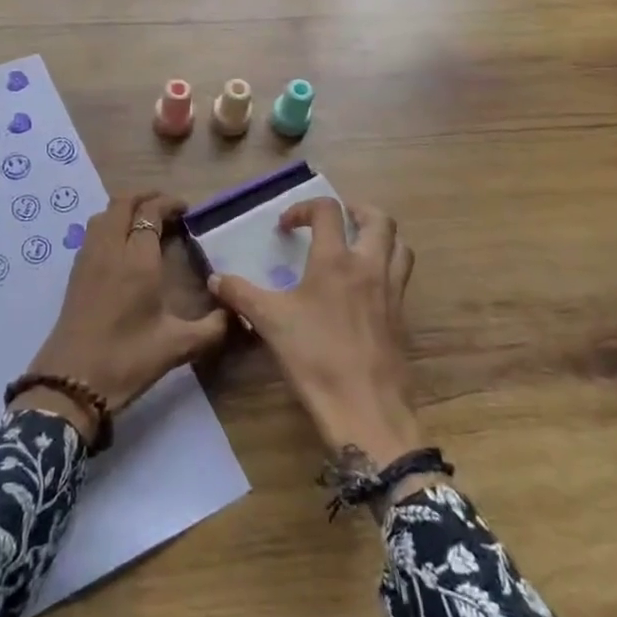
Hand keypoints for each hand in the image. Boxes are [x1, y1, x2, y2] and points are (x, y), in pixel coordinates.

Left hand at [15, 193, 229, 442]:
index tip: (186, 210)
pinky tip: (122, 248)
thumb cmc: (126, 359)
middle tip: (167, 210)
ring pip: (103, 215)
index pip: (150, 212)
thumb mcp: (177, 347)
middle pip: (123, 203)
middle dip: (145, 198)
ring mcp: (88, 258)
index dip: (168, 203)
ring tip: (144, 224)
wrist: (70, 382)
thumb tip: (237, 315)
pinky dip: (109, 225)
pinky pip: (92, 232)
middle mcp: (110, 249)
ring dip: (124, 209)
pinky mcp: (75, 273)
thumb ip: (212, 328)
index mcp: (137, 259)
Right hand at [208, 199, 422, 467]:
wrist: (365, 409)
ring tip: (358, 245)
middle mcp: (369, 266)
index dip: (304, 208)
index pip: (328, 211)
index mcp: (336, 261)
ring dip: (379, 236)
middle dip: (356, 210)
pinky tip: (366, 287)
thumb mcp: (269, 323)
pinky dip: (388, 268)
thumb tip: (215, 279)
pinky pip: (401, 277)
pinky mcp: (402, 316)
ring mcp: (392, 291)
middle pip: (379, 219)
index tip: (286, 227)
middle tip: (336, 220)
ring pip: (399, 245)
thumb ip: (240, 295)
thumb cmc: (315, 358)